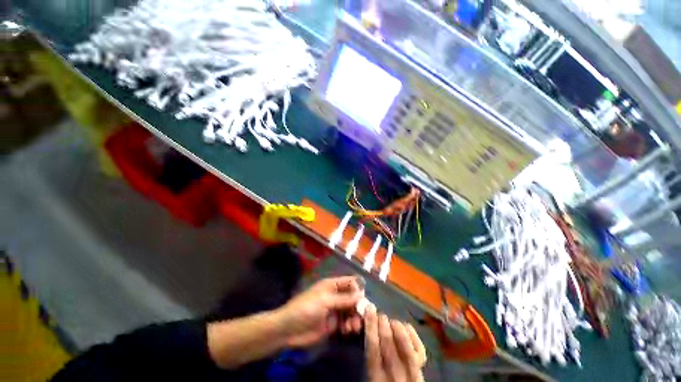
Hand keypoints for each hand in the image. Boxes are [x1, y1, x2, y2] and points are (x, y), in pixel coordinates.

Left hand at [275, 276, 363, 347]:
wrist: (289, 329)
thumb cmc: (307, 308)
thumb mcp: (326, 301)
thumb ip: (344, 298)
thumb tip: (361, 294)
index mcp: (332, 285)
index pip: (349, 282)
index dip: (357, 289)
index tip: (362, 300)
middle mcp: (335, 296)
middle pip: (352, 298)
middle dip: (357, 307)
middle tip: (361, 317)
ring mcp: (334, 310)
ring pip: (350, 311)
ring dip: (354, 318)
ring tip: (353, 328)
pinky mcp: (332, 324)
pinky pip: (345, 322)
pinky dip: (349, 326)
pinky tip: (347, 331)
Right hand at [364, 304, 426, 381]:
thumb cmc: (382, 380)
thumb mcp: (368, 375)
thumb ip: (367, 352)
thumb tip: (362, 325)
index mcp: (377, 379)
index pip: (373, 349)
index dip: (371, 326)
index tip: (369, 309)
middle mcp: (395, 376)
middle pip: (388, 344)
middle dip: (383, 323)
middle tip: (379, 314)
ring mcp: (412, 373)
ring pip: (405, 345)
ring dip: (396, 327)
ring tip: (391, 321)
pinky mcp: (423, 369)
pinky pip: (419, 349)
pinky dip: (412, 333)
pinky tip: (405, 326)